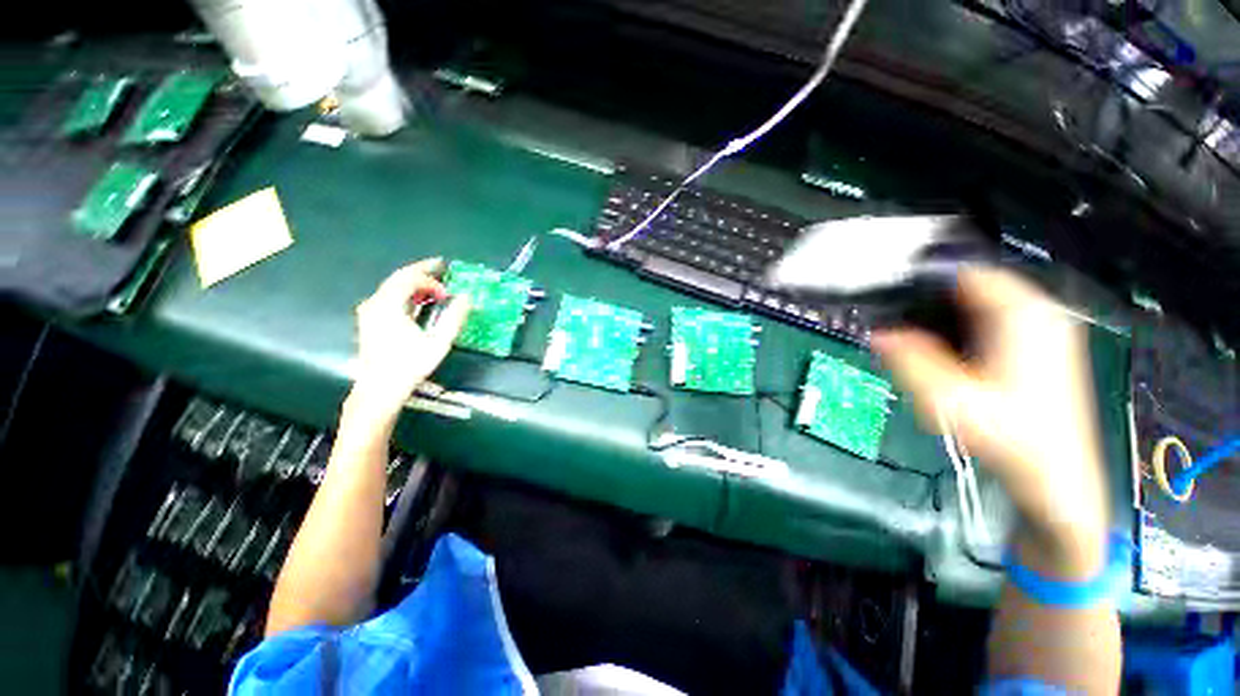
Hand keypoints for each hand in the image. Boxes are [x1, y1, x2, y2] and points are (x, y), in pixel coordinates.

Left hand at [350, 258, 470, 415]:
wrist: (380, 389)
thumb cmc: (410, 366)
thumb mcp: (438, 342)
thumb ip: (454, 318)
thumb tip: (467, 298)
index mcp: (388, 305)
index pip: (410, 279)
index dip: (431, 281)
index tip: (448, 293)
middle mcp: (375, 303)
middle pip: (398, 278)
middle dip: (421, 271)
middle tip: (441, 266)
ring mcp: (369, 312)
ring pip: (392, 287)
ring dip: (414, 283)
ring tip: (433, 284)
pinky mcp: (370, 321)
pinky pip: (388, 298)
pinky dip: (405, 294)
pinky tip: (417, 301)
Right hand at [872, 267, 1108, 578]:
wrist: (1059, 479)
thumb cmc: (1009, 437)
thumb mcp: (949, 399)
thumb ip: (910, 361)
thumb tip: (877, 334)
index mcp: (1024, 315)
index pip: (968, 273)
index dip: (925, 279)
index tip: (889, 295)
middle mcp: (1040, 313)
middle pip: (974, 287)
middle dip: (932, 301)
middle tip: (896, 322)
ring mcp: (1045, 330)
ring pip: (982, 305)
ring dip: (945, 316)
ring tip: (914, 339)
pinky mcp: (1042, 347)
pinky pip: (993, 321)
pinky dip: (963, 328)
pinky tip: (946, 354)